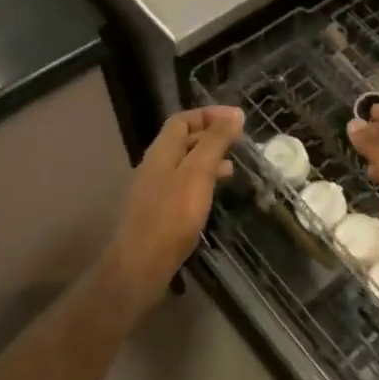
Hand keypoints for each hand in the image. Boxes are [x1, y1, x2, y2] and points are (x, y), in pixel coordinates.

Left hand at [103, 106, 243, 316]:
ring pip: (184, 164)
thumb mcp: (198, 172)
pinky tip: (213, 196)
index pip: (183, 119)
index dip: (209, 114)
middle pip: (182, 140)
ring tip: (232, 169)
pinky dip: (201, 182)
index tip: (237, 119)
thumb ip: (215, 142)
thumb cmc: (171, 215)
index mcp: (162, 151)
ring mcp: (154, 190)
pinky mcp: (158, 212)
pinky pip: (182, 185)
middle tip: (238, 142)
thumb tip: (234, 115)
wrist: (140, 265)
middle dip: (211, 136)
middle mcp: (154, 165)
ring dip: (208, 160)